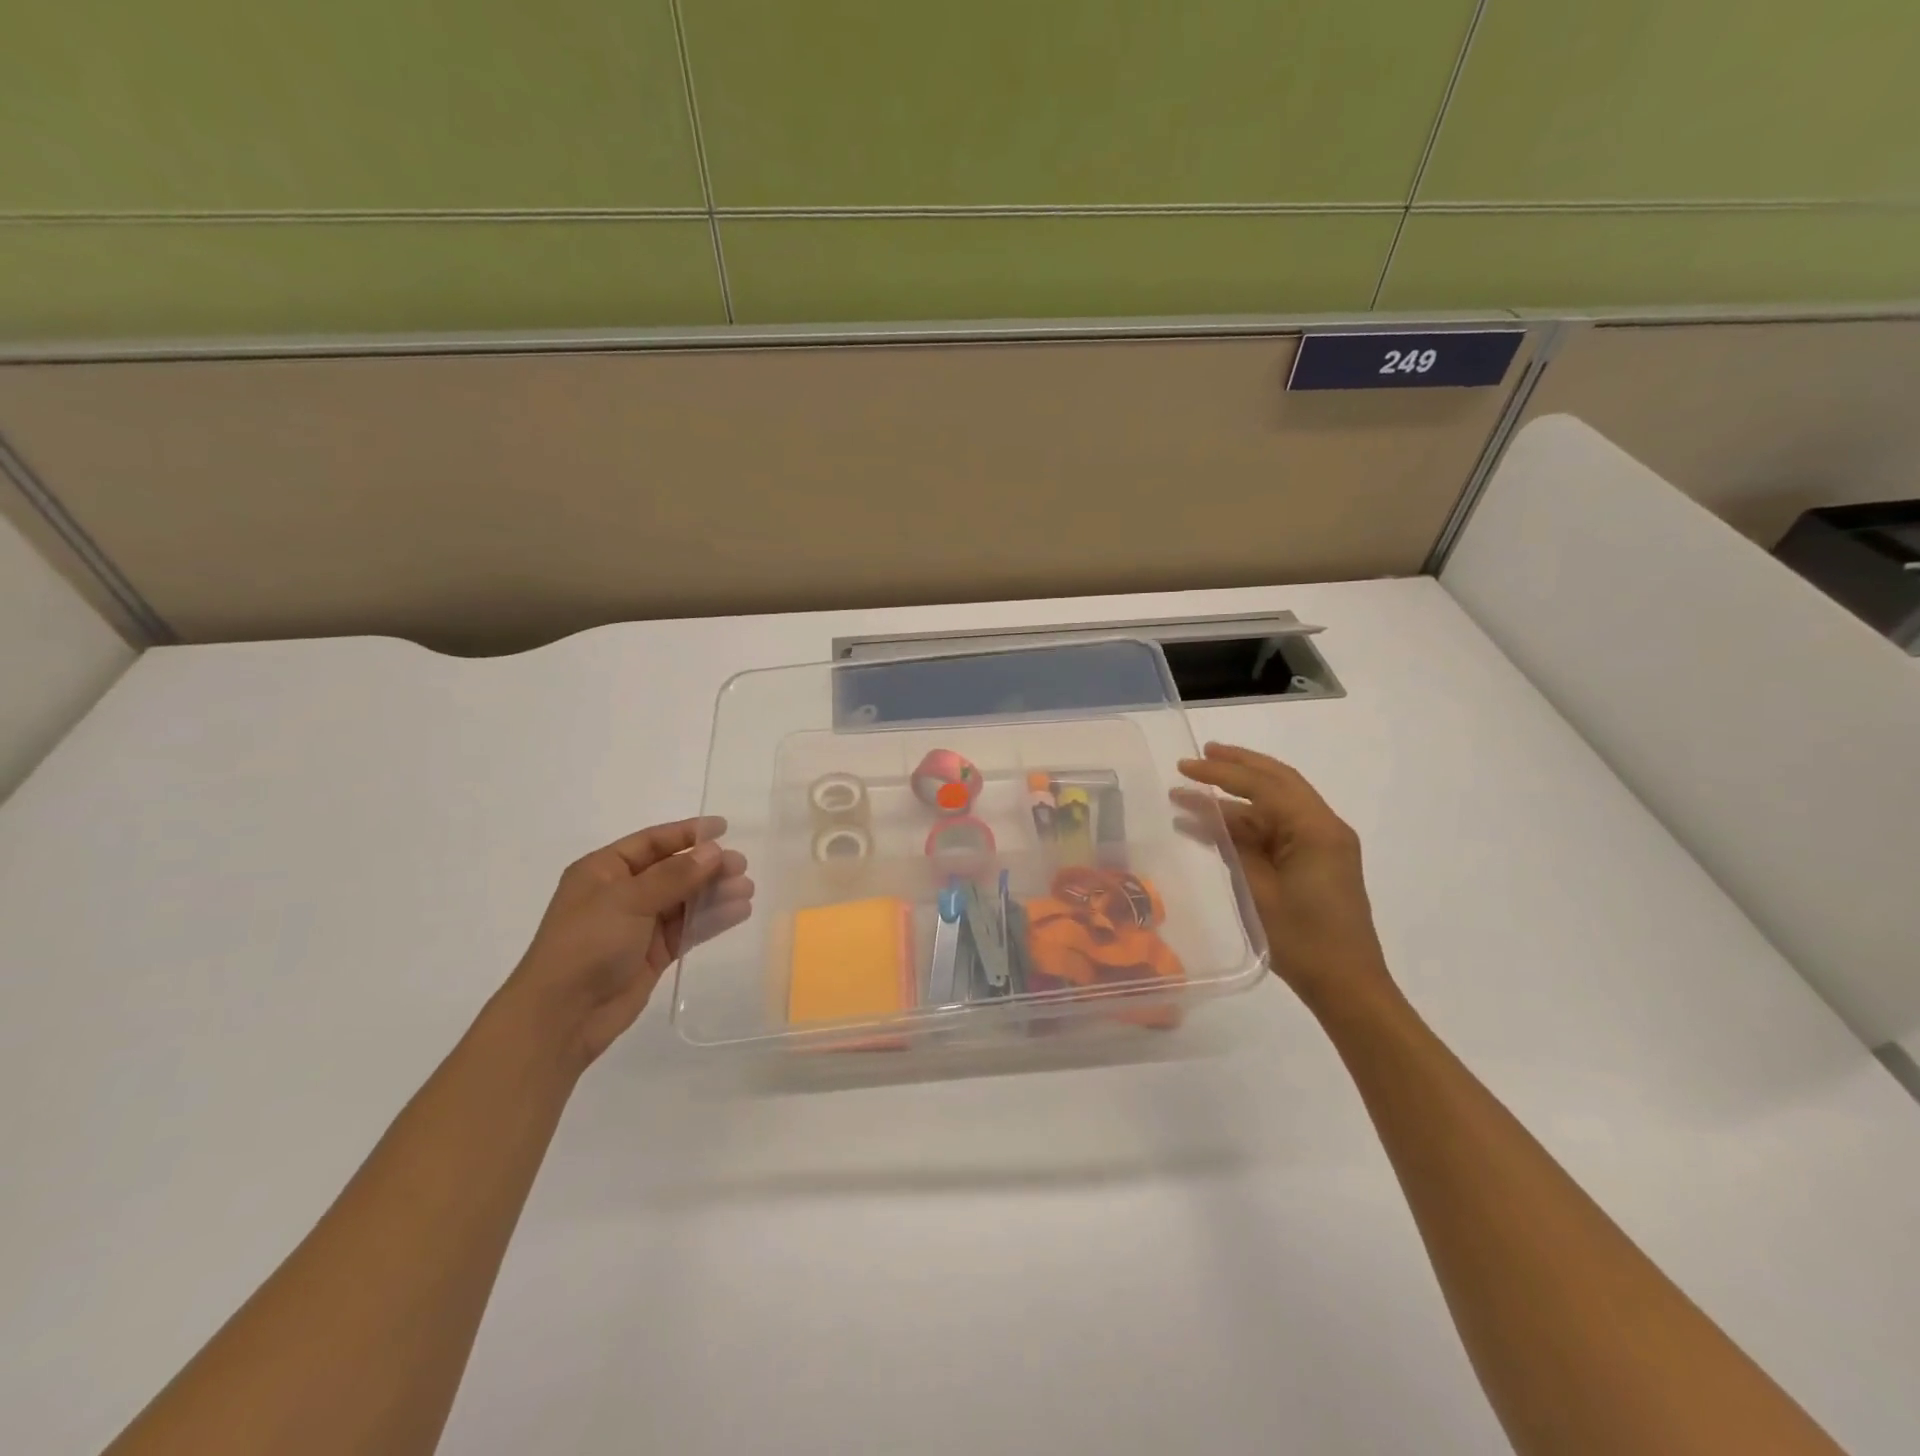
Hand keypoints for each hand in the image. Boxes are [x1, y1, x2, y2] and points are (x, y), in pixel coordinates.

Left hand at [496, 818, 752, 1071]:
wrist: (562, 1017)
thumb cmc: (586, 945)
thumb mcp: (628, 901)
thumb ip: (675, 875)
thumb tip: (714, 851)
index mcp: (604, 871)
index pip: (652, 842)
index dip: (687, 833)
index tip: (724, 828)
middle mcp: (622, 893)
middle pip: (674, 870)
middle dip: (708, 866)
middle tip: (741, 866)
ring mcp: (639, 924)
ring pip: (685, 900)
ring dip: (715, 892)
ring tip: (747, 890)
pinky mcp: (654, 953)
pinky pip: (688, 928)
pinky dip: (713, 919)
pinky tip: (739, 912)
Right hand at [1175, 743, 1393, 1011]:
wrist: (1348, 988)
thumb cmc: (1304, 942)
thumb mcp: (1259, 892)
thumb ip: (1234, 847)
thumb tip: (1209, 815)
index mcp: (1316, 830)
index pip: (1265, 786)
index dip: (1222, 772)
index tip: (1186, 766)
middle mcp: (1324, 828)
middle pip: (1276, 783)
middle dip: (1236, 767)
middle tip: (1199, 756)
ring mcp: (1321, 845)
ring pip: (1272, 808)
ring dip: (1233, 801)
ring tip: (1189, 793)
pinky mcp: (1314, 863)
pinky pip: (1275, 832)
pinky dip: (1243, 827)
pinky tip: (1209, 828)